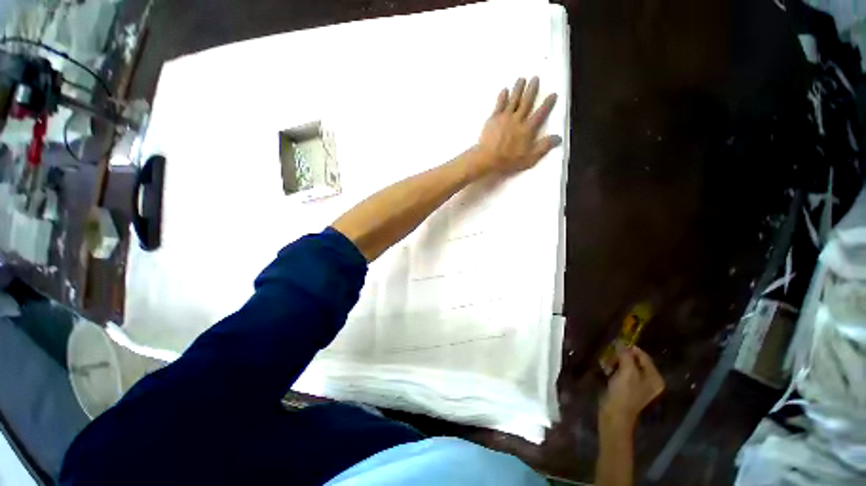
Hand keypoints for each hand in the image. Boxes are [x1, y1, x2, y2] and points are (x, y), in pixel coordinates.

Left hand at [472, 77, 561, 175]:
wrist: (488, 158)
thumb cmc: (509, 161)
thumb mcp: (530, 158)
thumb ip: (544, 147)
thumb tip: (558, 137)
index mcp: (528, 129)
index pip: (541, 113)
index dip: (548, 104)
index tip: (553, 94)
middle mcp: (518, 119)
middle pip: (527, 102)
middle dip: (532, 89)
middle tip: (535, 78)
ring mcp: (505, 117)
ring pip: (513, 99)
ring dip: (518, 88)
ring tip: (522, 79)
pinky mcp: (493, 119)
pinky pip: (499, 105)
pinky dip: (502, 97)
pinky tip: (504, 90)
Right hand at [599, 346, 664, 433]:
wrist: (614, 414)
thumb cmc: (624, 393)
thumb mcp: (627, 372)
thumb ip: (626, 355)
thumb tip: (622, 341)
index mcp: (654, 377)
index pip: (643, 356)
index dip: (629, 349)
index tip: (615, 346)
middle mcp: (649, 380)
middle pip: (634, 360)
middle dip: (620, 357)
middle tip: (609, 358)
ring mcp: (638, 385)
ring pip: (626, 365)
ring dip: (614, 363)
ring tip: (606, 365)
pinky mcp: (628, 388)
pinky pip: (622, 372)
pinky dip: (614, 369)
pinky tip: (606, 371)